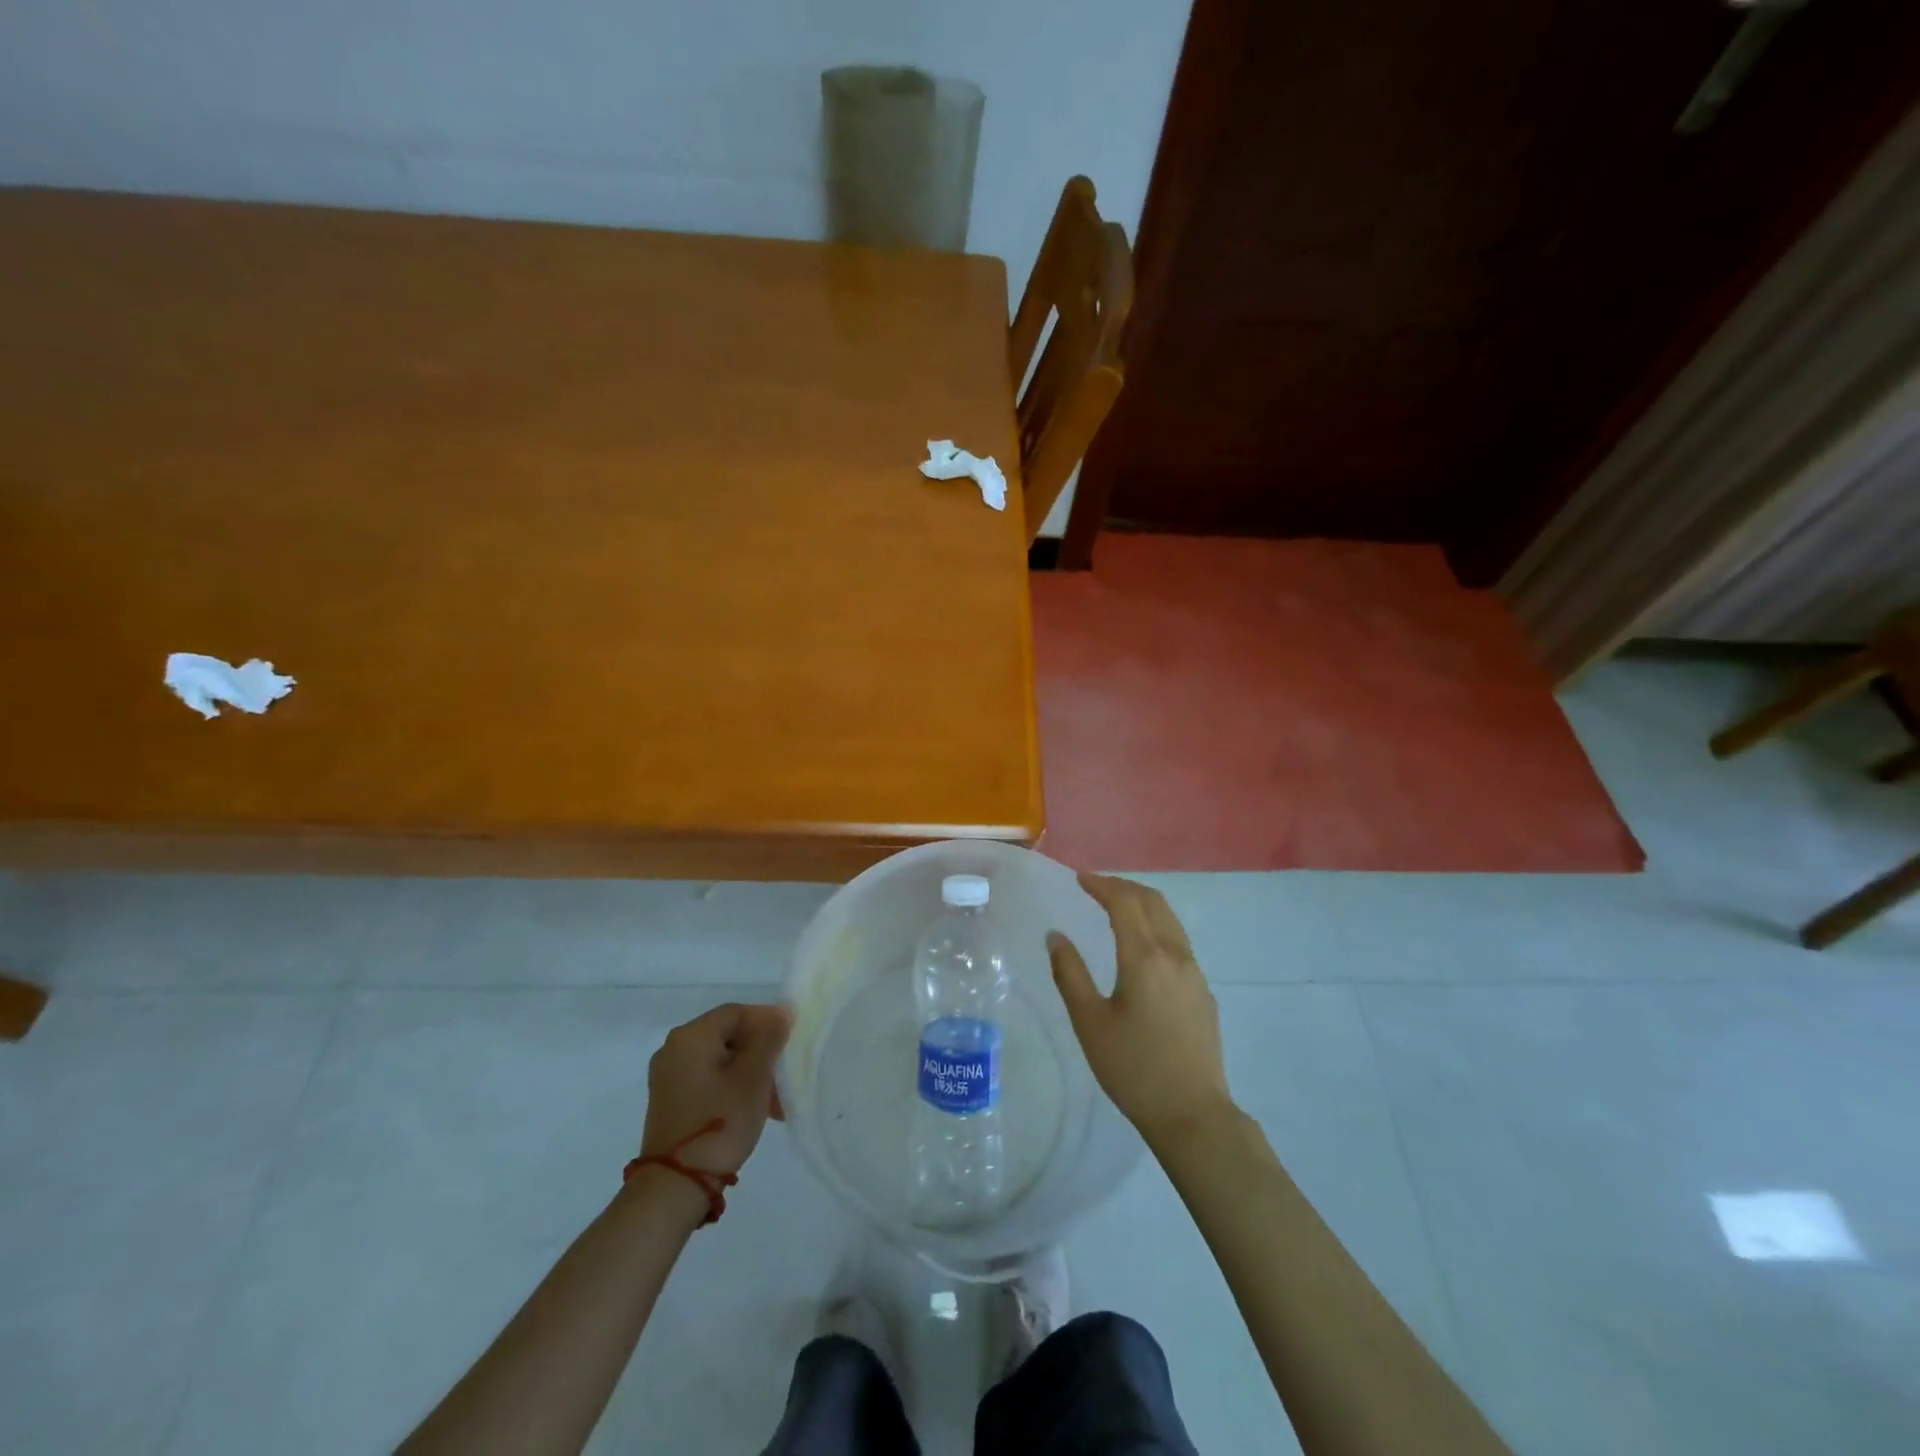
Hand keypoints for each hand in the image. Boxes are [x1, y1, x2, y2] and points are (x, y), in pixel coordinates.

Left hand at [639, 1003, 791, 1177]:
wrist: (674, 1187)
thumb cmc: (719, 1122)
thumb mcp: (753, 1077)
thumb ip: (769, 1039)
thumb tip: (782, 1012)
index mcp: (690, 1036)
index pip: (736, 1012)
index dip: (767, 1020)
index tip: (792, 1039)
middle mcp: (673, 1049)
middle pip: (728, 1036)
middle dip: (761, 1052)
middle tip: (785, 1074)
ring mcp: (668, 1077)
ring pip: (721, 1061)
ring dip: (750, 1073)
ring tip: (776, 1101)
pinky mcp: (670, 1101)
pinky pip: (708, 1080)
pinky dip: (733, 1087)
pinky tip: (754, 1109)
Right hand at [1048, 873, 1233, 1143]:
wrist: (1193, 1114)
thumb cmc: (1133, 1069)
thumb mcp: (1090, 1022)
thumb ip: (1070, 974)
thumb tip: (1055, 936)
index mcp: (1145, 957)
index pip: (1125, 902)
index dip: (1101, 885)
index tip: (1080, 879)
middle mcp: (1175, 955)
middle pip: (1153, 902)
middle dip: (1123, 887)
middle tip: (1096, 887)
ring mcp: (1195, 972)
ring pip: (1170, 919)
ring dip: (1142, 903)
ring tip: (1117, 907)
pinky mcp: (1203, 991)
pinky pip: (1178, 941)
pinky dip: (1156, 925)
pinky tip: (1141, 946)